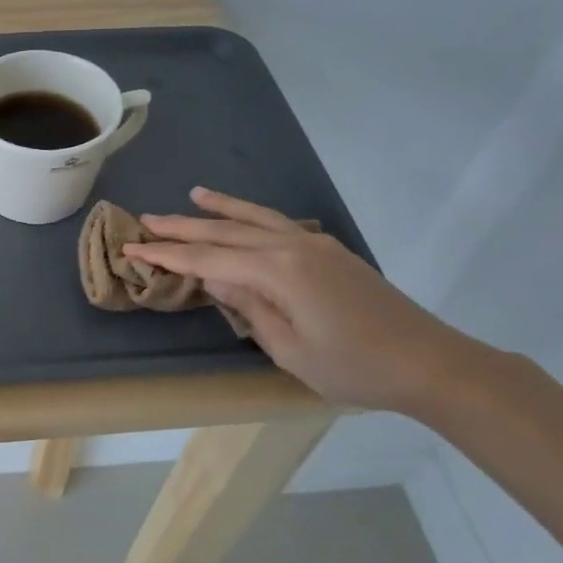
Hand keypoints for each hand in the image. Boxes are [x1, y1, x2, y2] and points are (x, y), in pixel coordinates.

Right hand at [124, 187, 490, 415]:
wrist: (430, 363)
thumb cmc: (354, 367)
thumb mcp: (289, 350)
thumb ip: (249, 308)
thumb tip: (215, 279)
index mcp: (278, 272)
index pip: (207, 260)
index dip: (167, 255)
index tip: (132, 248)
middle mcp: (291, 246)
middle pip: (225, 232)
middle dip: (182, 227)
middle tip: (145, 220)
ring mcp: (313, 244)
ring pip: (253, 219)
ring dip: (218, 210)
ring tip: (192, 195)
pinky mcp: (328, 251)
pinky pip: (278, 223)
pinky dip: (252, 214)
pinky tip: (242, 214)